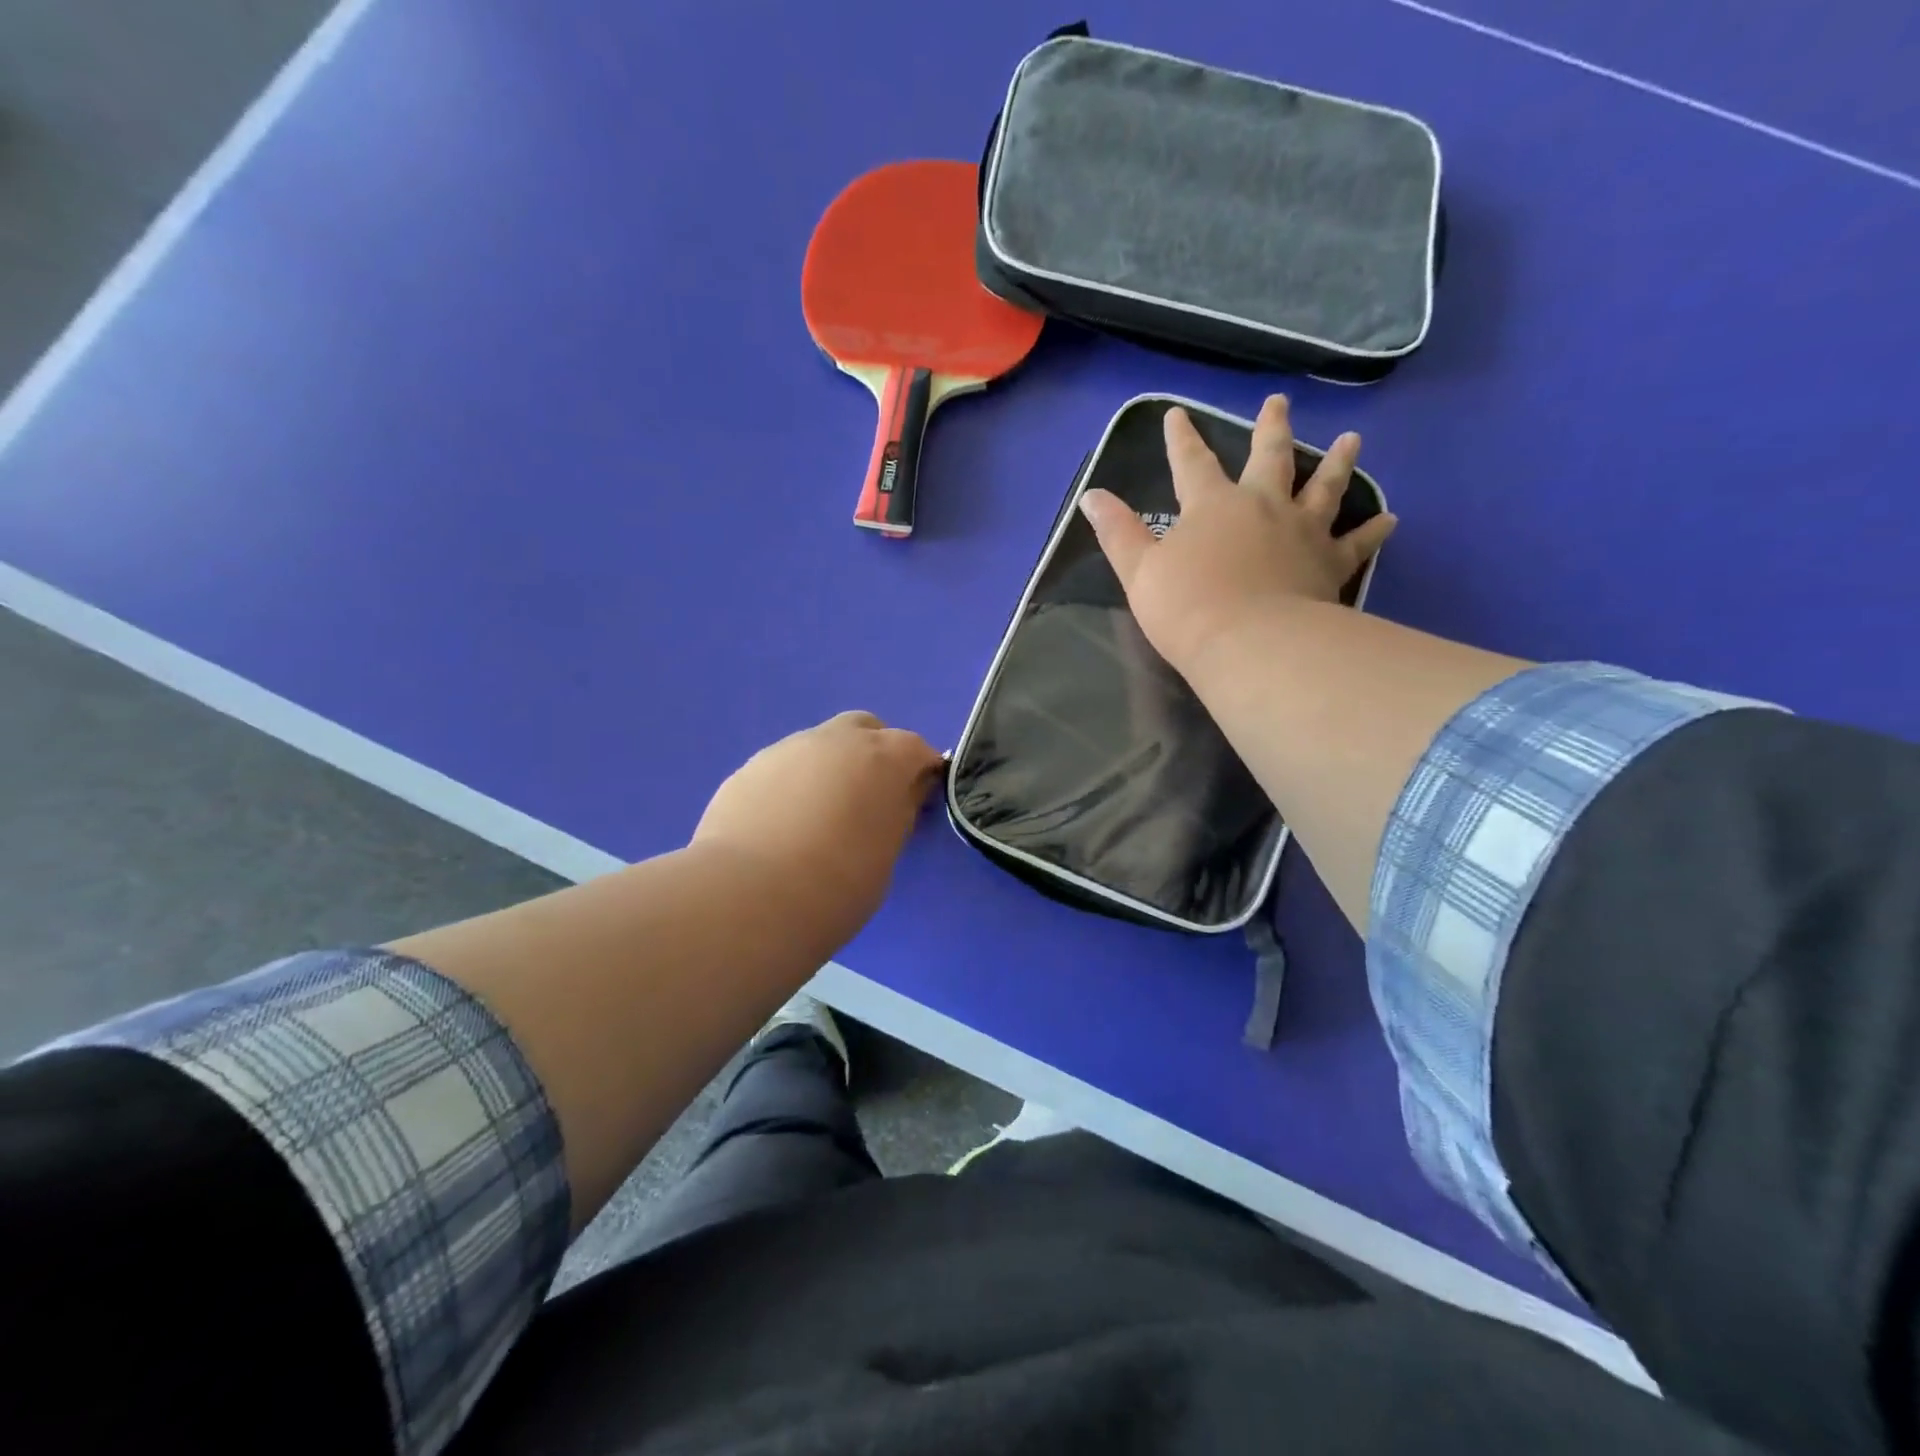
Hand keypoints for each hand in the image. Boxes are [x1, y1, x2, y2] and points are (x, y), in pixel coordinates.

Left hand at [694, 711, 944, 943]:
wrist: (749, 896)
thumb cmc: (837, 884)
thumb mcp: (886, 856)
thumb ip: (896, 815)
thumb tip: (897, 797)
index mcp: (883, 758)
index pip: (916, 749)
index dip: (921, 772)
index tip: (917, 801)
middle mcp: (836, 740)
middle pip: (865, 728)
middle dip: (873, 753)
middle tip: (869, 798)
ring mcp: (788, 749)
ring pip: (819, 745)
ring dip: (829, 768)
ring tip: (818, 817)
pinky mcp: (748, 768)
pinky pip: (783, 767)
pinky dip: (792, 785)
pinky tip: (781, 825)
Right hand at [1078, 397, 1395, 676]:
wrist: (1249, 644)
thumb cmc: (1187, 607)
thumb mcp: (1138, 570)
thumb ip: (1117, 532)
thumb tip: (1091, 495)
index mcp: (1212, 505)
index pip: (1191, 462)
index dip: (1181, 439)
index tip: (1177, 414)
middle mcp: (1262, 506)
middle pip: (1270, 458)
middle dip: (1271, 429)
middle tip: (1279, 403)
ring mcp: (1302, 532)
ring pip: (1324, 487)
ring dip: (1337, 462)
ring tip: (1354, 439)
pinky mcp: (1329, 564)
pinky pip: (1357, 543)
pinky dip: (1374, 530)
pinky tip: (1391, 518)